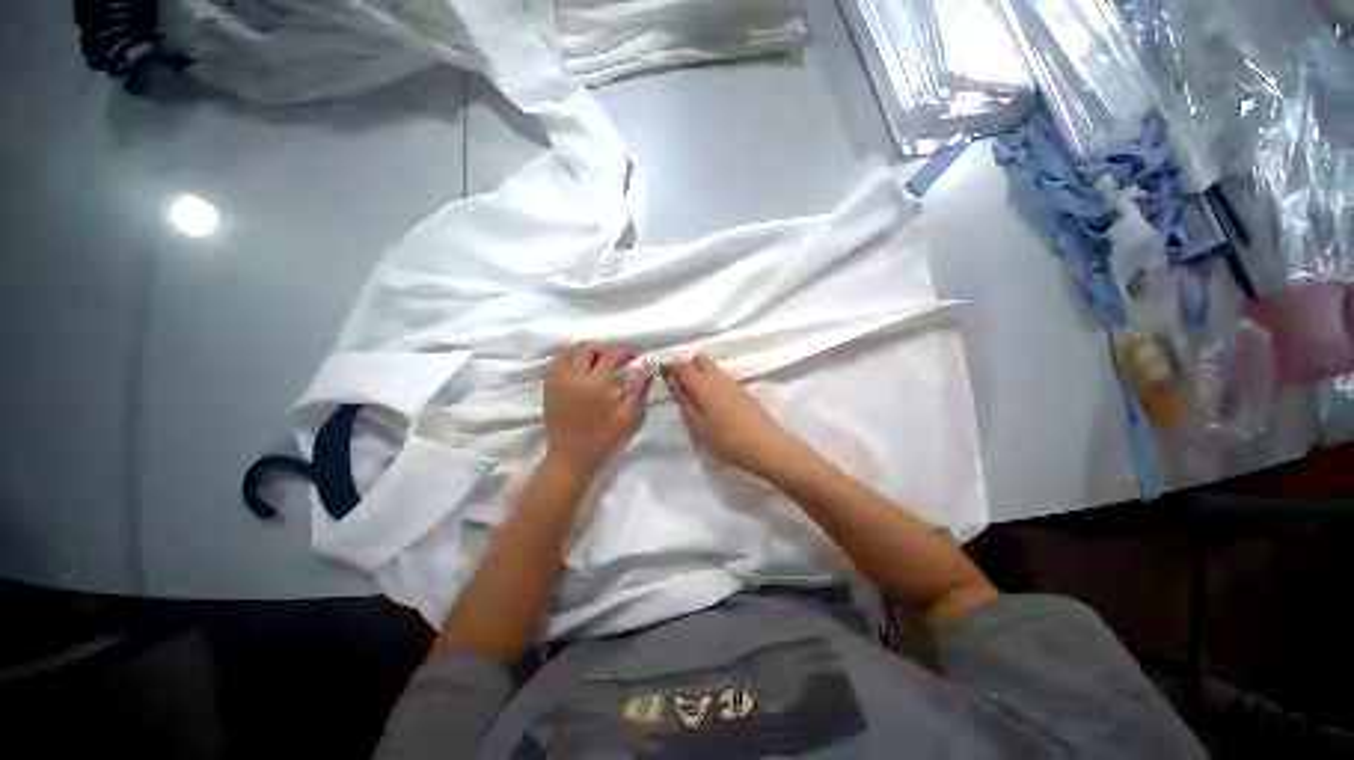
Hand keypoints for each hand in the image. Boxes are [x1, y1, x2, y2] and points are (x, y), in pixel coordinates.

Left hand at [543, 342, 652, 474]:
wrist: (571, 457)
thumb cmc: (603, 438)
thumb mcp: (628, 417)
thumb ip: (639, 391)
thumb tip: (647, 370)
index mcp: (595, 384)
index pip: (610, 354)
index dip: (624, 351)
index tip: (633, 357)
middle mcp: (573, 376)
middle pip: (586, 348)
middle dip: (604, 348)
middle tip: (616, 359)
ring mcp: (557, 381)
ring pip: (568, 351)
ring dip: (584, 351)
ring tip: (597, 362)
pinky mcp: (548, 387)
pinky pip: (556, 362)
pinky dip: (569, 359)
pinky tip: (579, 370)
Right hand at [665, 355, 801, 479]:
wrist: (765, 446)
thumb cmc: (727, 440)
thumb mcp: (699, 427)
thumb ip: (686, 404)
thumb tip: (675, 386)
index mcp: (704, 386)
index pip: (683, 367)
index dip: (670, 366)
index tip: (662, 372)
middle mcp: (718, 378)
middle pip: (700, 359)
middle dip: (687, 365)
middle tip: (679, 382)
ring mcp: (733, 383)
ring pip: (712, 367)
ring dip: (700, 373)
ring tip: (693, 393)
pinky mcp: (742, 390)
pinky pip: (721, 377)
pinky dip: (711, 381)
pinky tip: (711, 400)